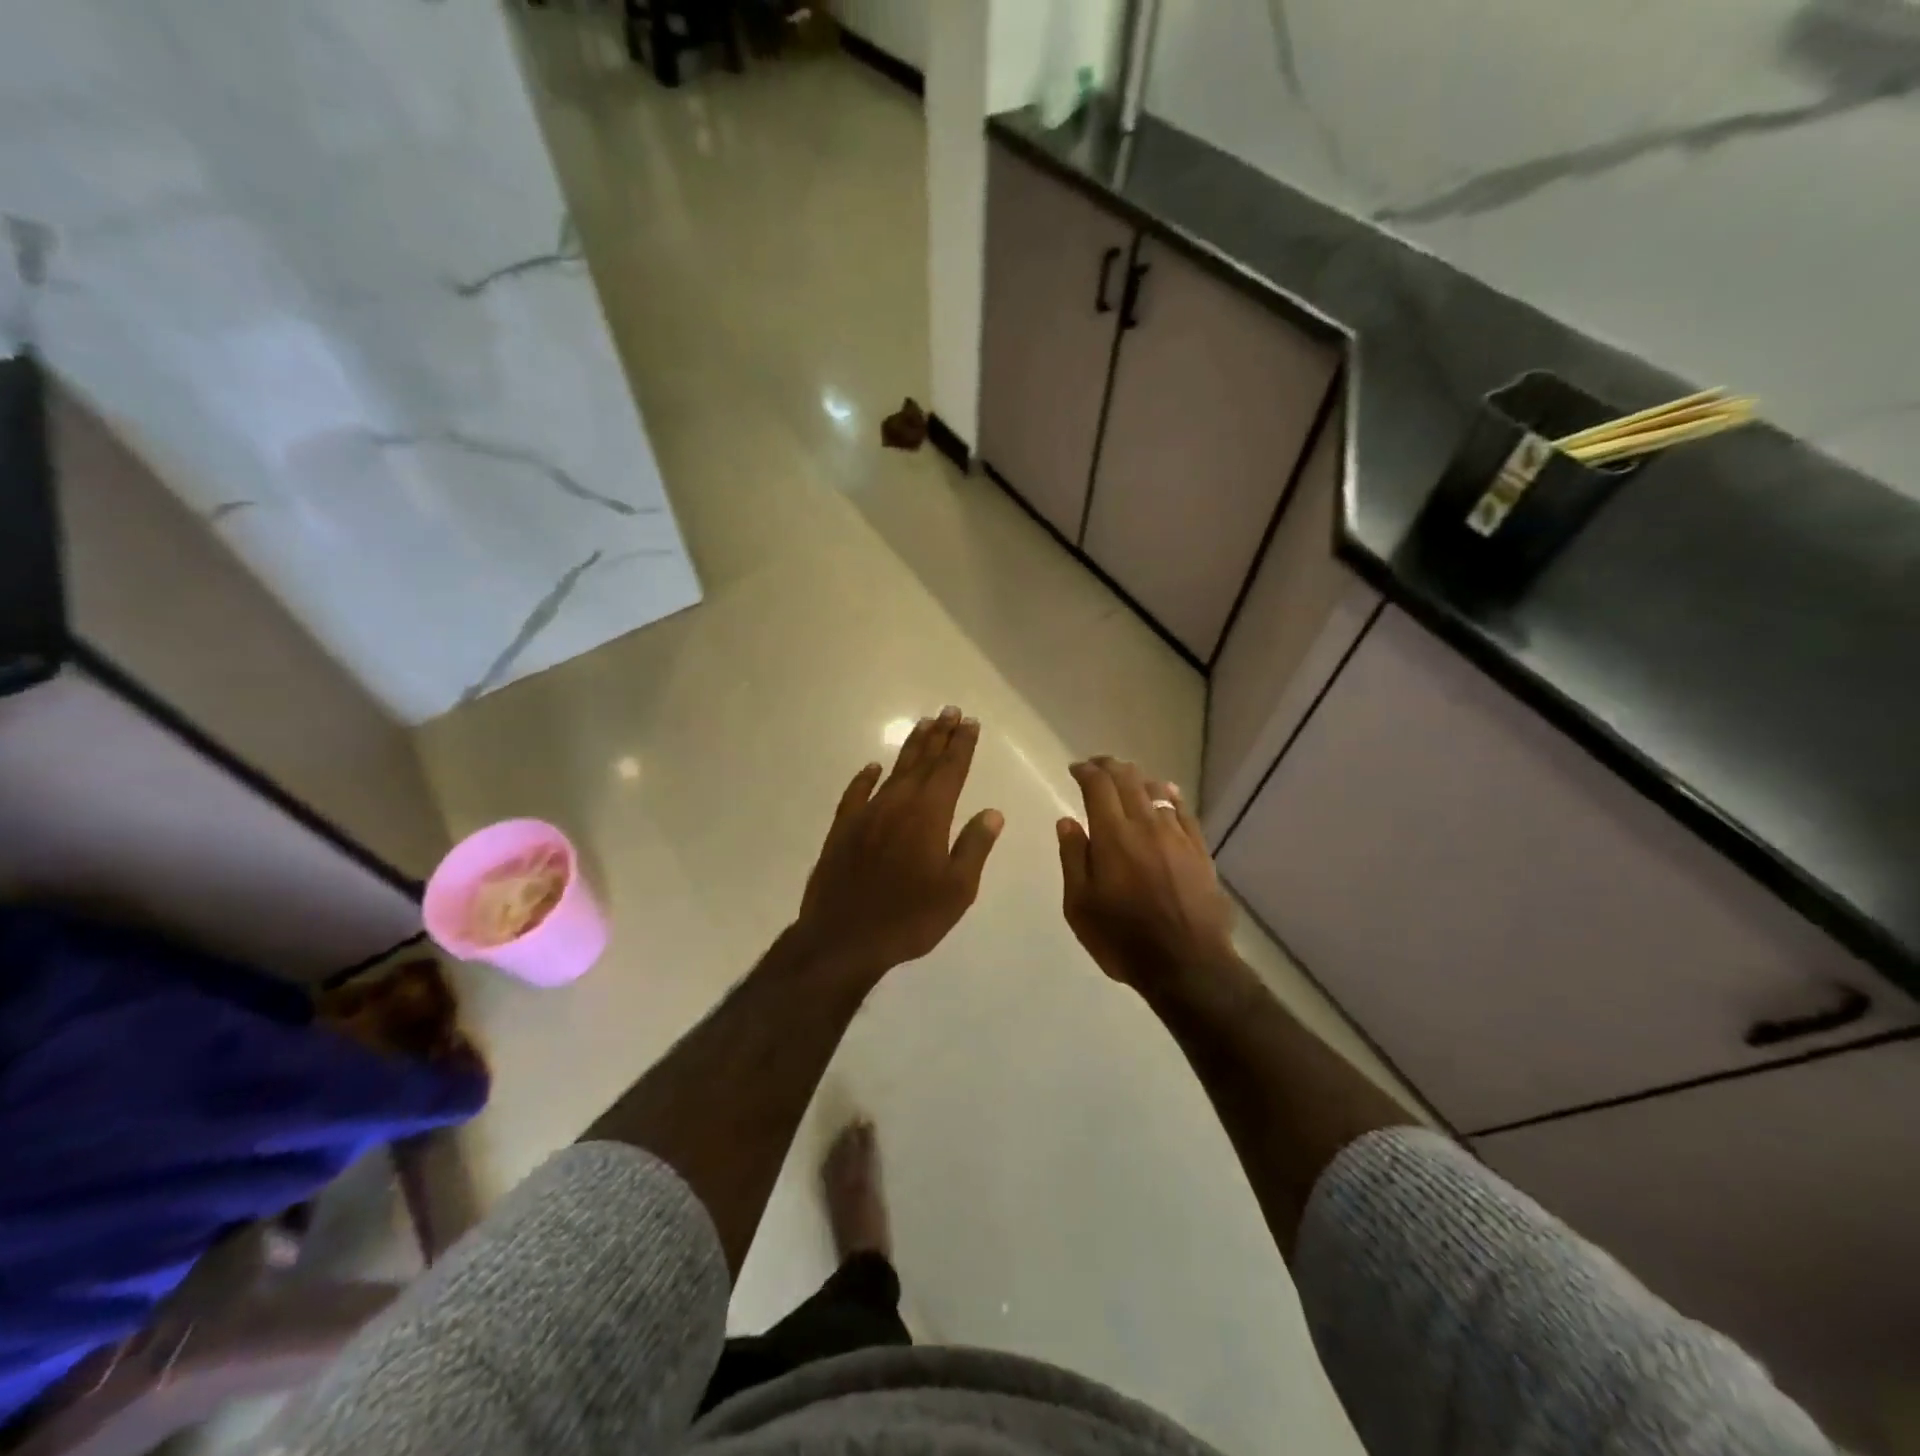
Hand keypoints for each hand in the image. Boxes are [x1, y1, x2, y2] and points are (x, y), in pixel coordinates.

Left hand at [795, 707, 1003, 979]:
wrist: (843, 938)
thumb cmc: (909, 918)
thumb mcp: (956, 890)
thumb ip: (974, 846)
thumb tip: (992, 812)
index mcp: (929, 815)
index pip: (951, 770)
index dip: (962, 745)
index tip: (970, 722)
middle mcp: (898, 804)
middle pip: (923, 762)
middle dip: (939, 736)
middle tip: (949, 711)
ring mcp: (867, 813)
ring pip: (894, 771)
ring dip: (910, 747)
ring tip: (923, 725)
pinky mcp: (842, 828)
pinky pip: (856, 792)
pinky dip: (866, 777)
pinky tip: (873, 767)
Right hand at [1057, 757, 1235, 993]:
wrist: (1187, 965)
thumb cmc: (1122, 939)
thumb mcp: (1080, 905)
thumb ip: (1073, 857)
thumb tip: (1067, 821)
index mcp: (1113, 836)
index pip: (1098, 786)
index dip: (1086, 771)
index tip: (1075, 769)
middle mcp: (1146, 825)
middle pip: (1128, 780)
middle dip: (1109, 766)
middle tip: (1096, 766)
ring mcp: (1177, 836)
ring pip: (1156, 790)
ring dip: (1137, 778)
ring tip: (1125, 777)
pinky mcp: (1200, 851)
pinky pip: (1184, 811)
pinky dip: (1170, 795)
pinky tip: (1165, 792)